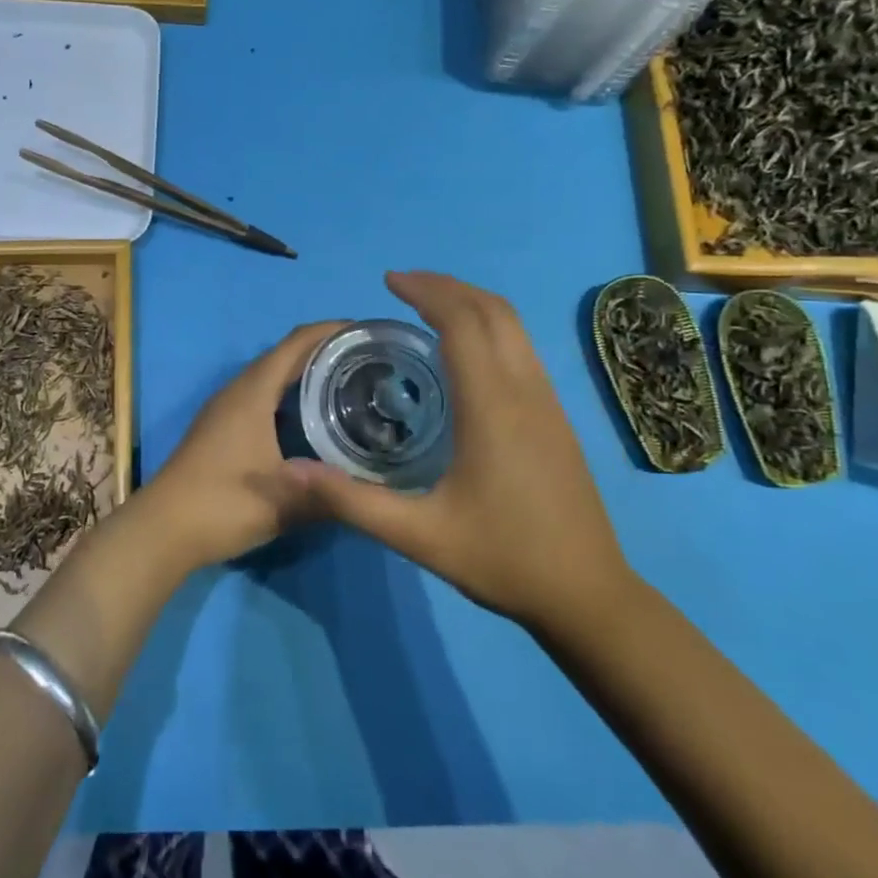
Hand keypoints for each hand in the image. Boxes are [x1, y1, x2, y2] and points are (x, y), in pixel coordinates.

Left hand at [137, 322, 346, 570]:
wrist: (163, 529)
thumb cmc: (223, 505)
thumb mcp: (284, 502)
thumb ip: (331, 493)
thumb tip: (373, 491)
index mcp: (252, 393)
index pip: (296, 344)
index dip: (330, 331)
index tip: (366, 332)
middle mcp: (237, 392)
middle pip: (285, 357)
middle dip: (324, 352)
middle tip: (368, 363)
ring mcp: (226, 411)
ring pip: (271, 379)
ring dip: (305, 375)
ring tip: (347, 386)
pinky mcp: (221, 430)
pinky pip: (262, 398)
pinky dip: (290, 398)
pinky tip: (311, 421)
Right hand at [287, 272, 632, 636]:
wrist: (588, 595)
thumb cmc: (503, 559)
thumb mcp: (418, 536)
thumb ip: (351, 501)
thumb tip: (289, 470)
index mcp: (493, 408)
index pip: (463, 324)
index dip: (427, 292)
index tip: (389, 282)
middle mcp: (526, 391)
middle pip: (493, 312)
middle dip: (448, 287)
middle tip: (402, 286)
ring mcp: (548, 402)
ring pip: (514, 327)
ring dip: (471, 304)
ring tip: (427, 307)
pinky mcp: (556, 417)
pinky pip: (522, 349)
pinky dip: (489, 328)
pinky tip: (463, 353)